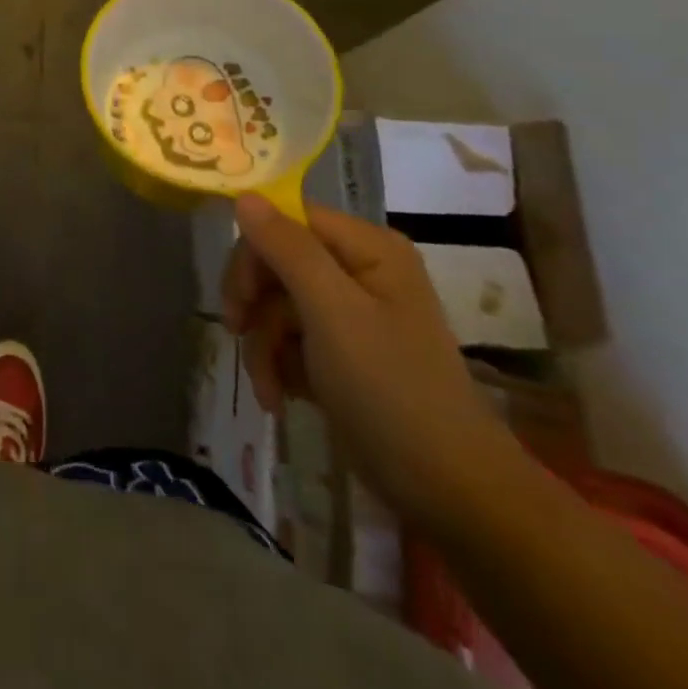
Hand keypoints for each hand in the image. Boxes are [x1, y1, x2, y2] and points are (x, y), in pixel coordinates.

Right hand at [221, 194, 521, 531]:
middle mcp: (360, 270)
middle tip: (237, 333)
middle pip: (277, 263)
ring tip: (268, 390)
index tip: (238, 299)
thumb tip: (243, 194)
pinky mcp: (344, 352)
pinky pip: (292, 339)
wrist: (450, 493)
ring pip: (278, 305)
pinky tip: (281, 397)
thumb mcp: (332, 312)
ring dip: (263, 345)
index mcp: (368, 248)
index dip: (254, 253)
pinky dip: (278, 365)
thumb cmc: (391, 390)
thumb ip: (287, 249)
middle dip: (255, 305)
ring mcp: (352, 314)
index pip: (286, 221)